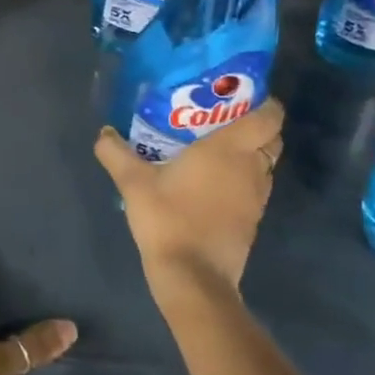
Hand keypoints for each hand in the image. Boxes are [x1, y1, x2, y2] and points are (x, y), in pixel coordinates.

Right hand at [94, 97, 285, 299]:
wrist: (193, 278)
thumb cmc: (168, 219)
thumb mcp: (133, 183)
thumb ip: (116, 153)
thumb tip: (103, 132)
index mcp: (230, 148)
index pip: (270, 116)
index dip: (264, 102)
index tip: (240, 96)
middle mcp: (251, 168)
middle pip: (272, 138)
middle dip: (256, 125)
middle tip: (222, 119)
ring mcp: (257, 197)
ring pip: (266, 163)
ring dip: (250, 153)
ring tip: (216, 148)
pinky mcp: (253, 220)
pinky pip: (256, 187)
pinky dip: (244, 179)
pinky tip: (213, 182)